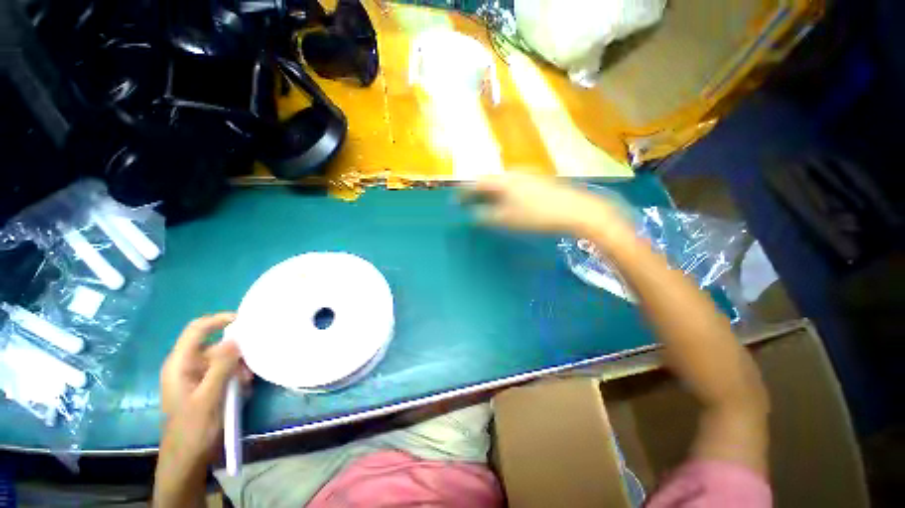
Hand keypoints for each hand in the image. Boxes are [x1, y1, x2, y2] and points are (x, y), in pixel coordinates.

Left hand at [159, 313, 251, 464]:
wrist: (187, 459)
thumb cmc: (194, 429)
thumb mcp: (209, 397)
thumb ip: (221, 367)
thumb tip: (236, 338)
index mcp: (180, 364)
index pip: (197, 330)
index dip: (219, 320)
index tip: (245, 320)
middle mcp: (187, 366)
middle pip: (215, 345)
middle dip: (236, 352)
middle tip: (251, 365)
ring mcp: (196, 377)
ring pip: (223, 360)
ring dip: (237, 368)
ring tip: (246, 383)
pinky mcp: (204, 387)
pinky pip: (224, 373)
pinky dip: (235, 378)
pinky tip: (241, 391)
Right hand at [465, 172, 629, 236]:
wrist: (576, 210)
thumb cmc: (537, 215)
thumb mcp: (507, 219)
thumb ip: (486, 216)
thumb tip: (473, 214)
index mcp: (502, 180)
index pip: (476, 183)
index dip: (463, 192)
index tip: (455, 201)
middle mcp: (513, 173)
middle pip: (488, 181)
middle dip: (477, 192)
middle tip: (469, 203)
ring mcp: (527, 175)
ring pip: (501, 183)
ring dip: (491, 193)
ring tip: (486, 204)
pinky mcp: (538, 181)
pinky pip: (513, 185)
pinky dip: (504, 193)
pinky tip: (508, 202)